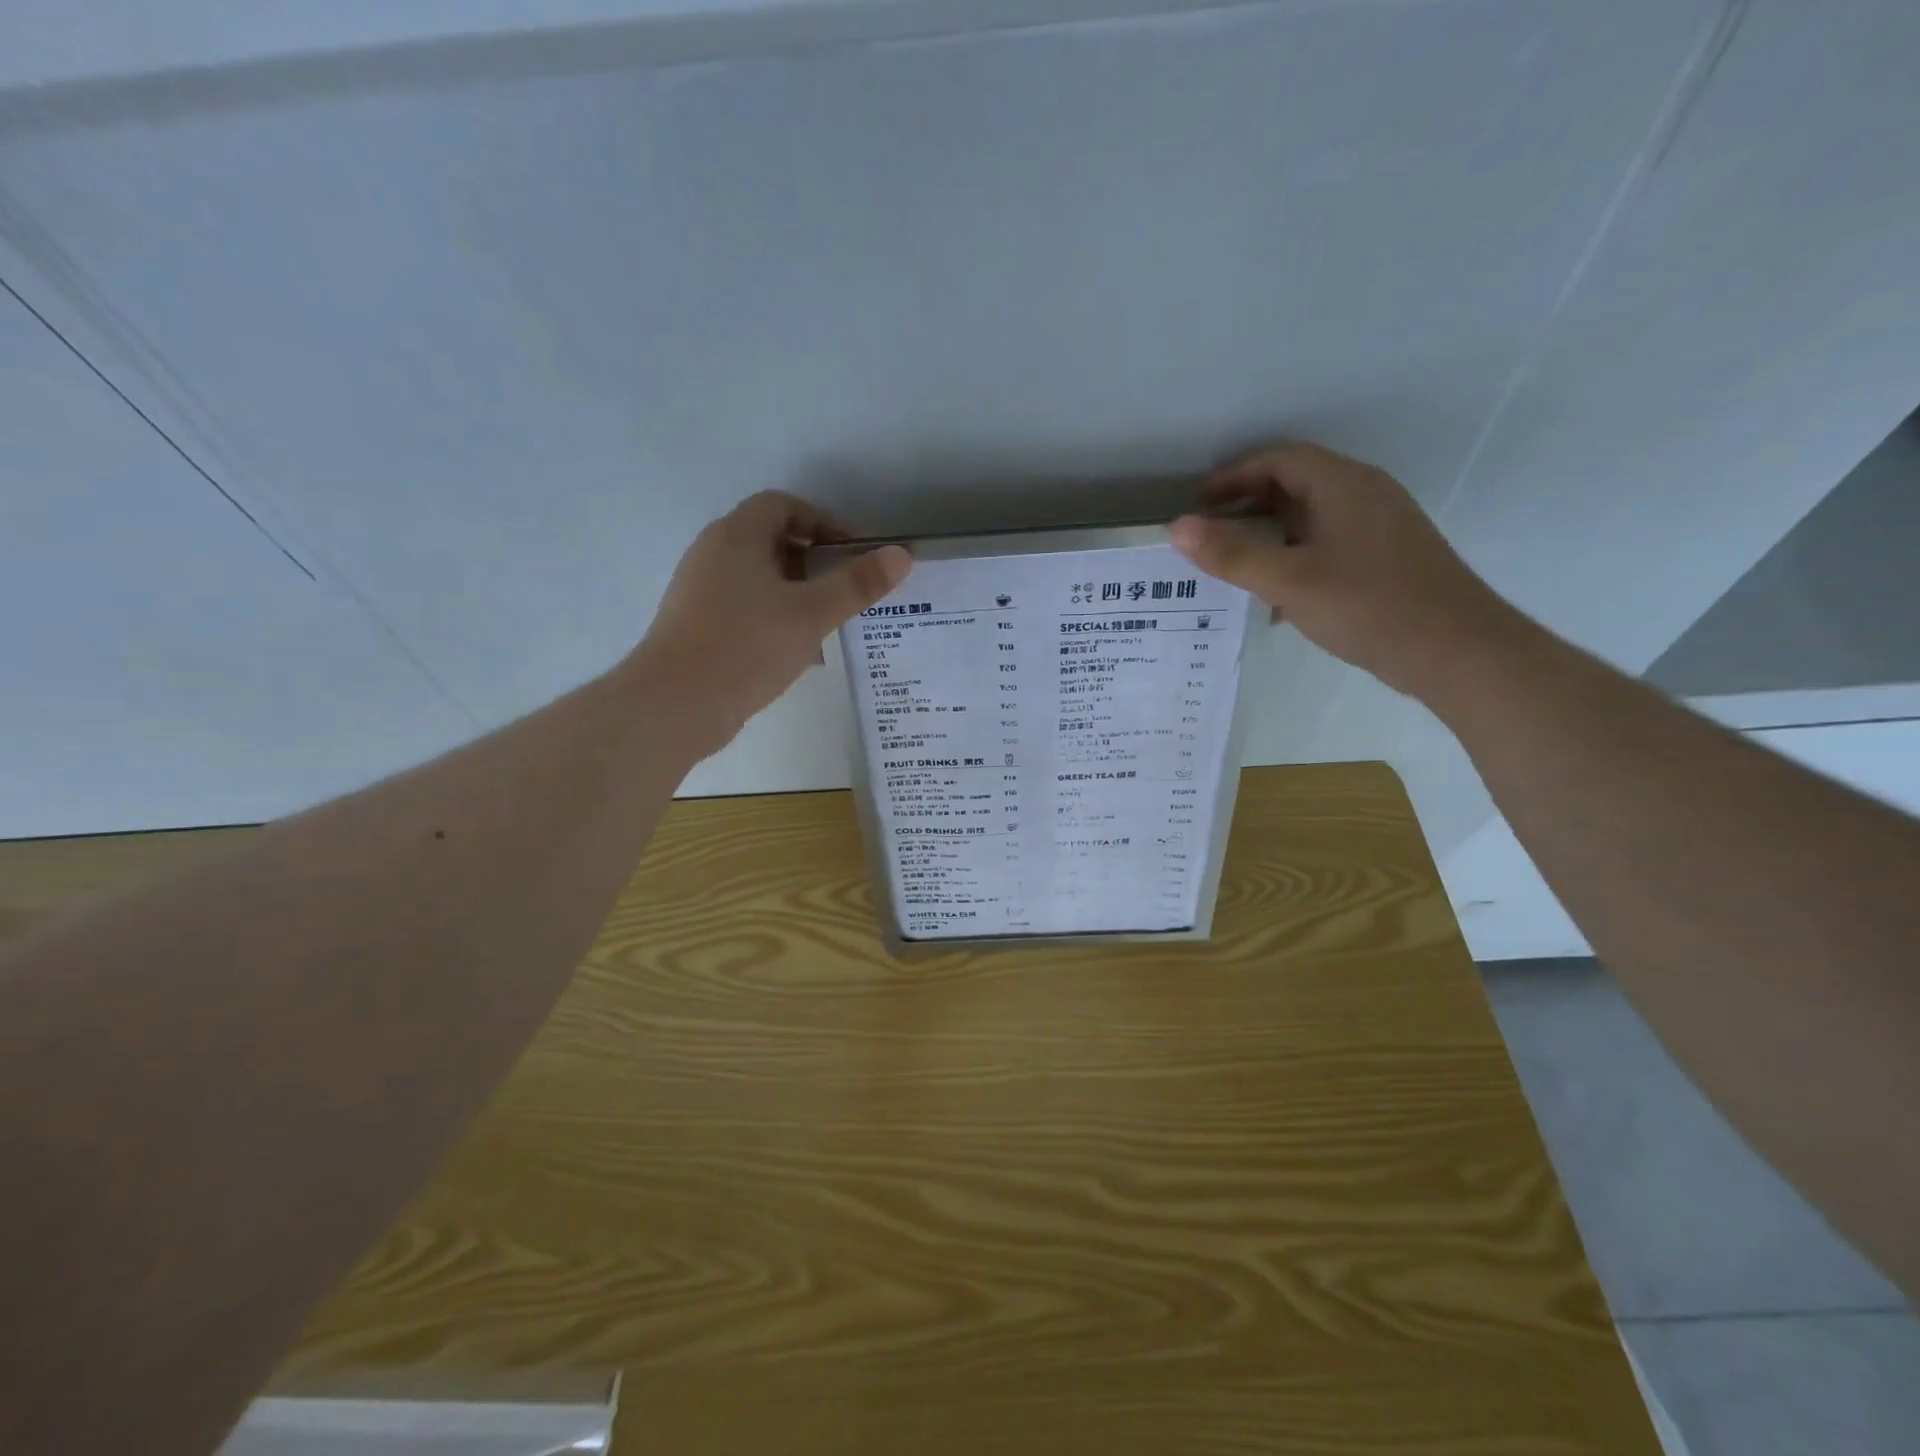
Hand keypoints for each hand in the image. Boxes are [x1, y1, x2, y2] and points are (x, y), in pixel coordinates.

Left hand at [637, 491, 911, 744]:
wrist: (675, 704)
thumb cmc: (747, 646)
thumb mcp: (812, 613)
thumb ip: (857, 584)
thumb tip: (901, 555)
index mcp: (737, 536)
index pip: (783, 506)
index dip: (823, 522)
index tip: (853, 553)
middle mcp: (713, 554)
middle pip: (772, 541)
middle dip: (816, 562)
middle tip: (848, 590)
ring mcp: (701, 591)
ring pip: (761, 580)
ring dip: (799, 595)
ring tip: (831, 625)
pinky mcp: (698, 626)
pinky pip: (746, 609)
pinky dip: (777, 619)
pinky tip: (801, 654)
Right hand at [1169, 443, 1517, 699]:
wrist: (1457, 651)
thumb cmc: (1369, 606)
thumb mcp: (1290, 581)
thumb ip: (1232, 554)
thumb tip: (1176, 528)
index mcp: (1343, 485)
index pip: (1280, 460)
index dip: (1234, 476)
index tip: (1198, 505)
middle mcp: (1364, 495)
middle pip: (1295, 484)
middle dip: (1246, 506)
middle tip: (1208, 537)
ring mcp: (1378, 527)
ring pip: (1310, 518)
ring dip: (1268, 535)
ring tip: (1233, 567)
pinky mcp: (1384, 559)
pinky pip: (1326, 544)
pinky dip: (1293, 557)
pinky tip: (1276, 598)